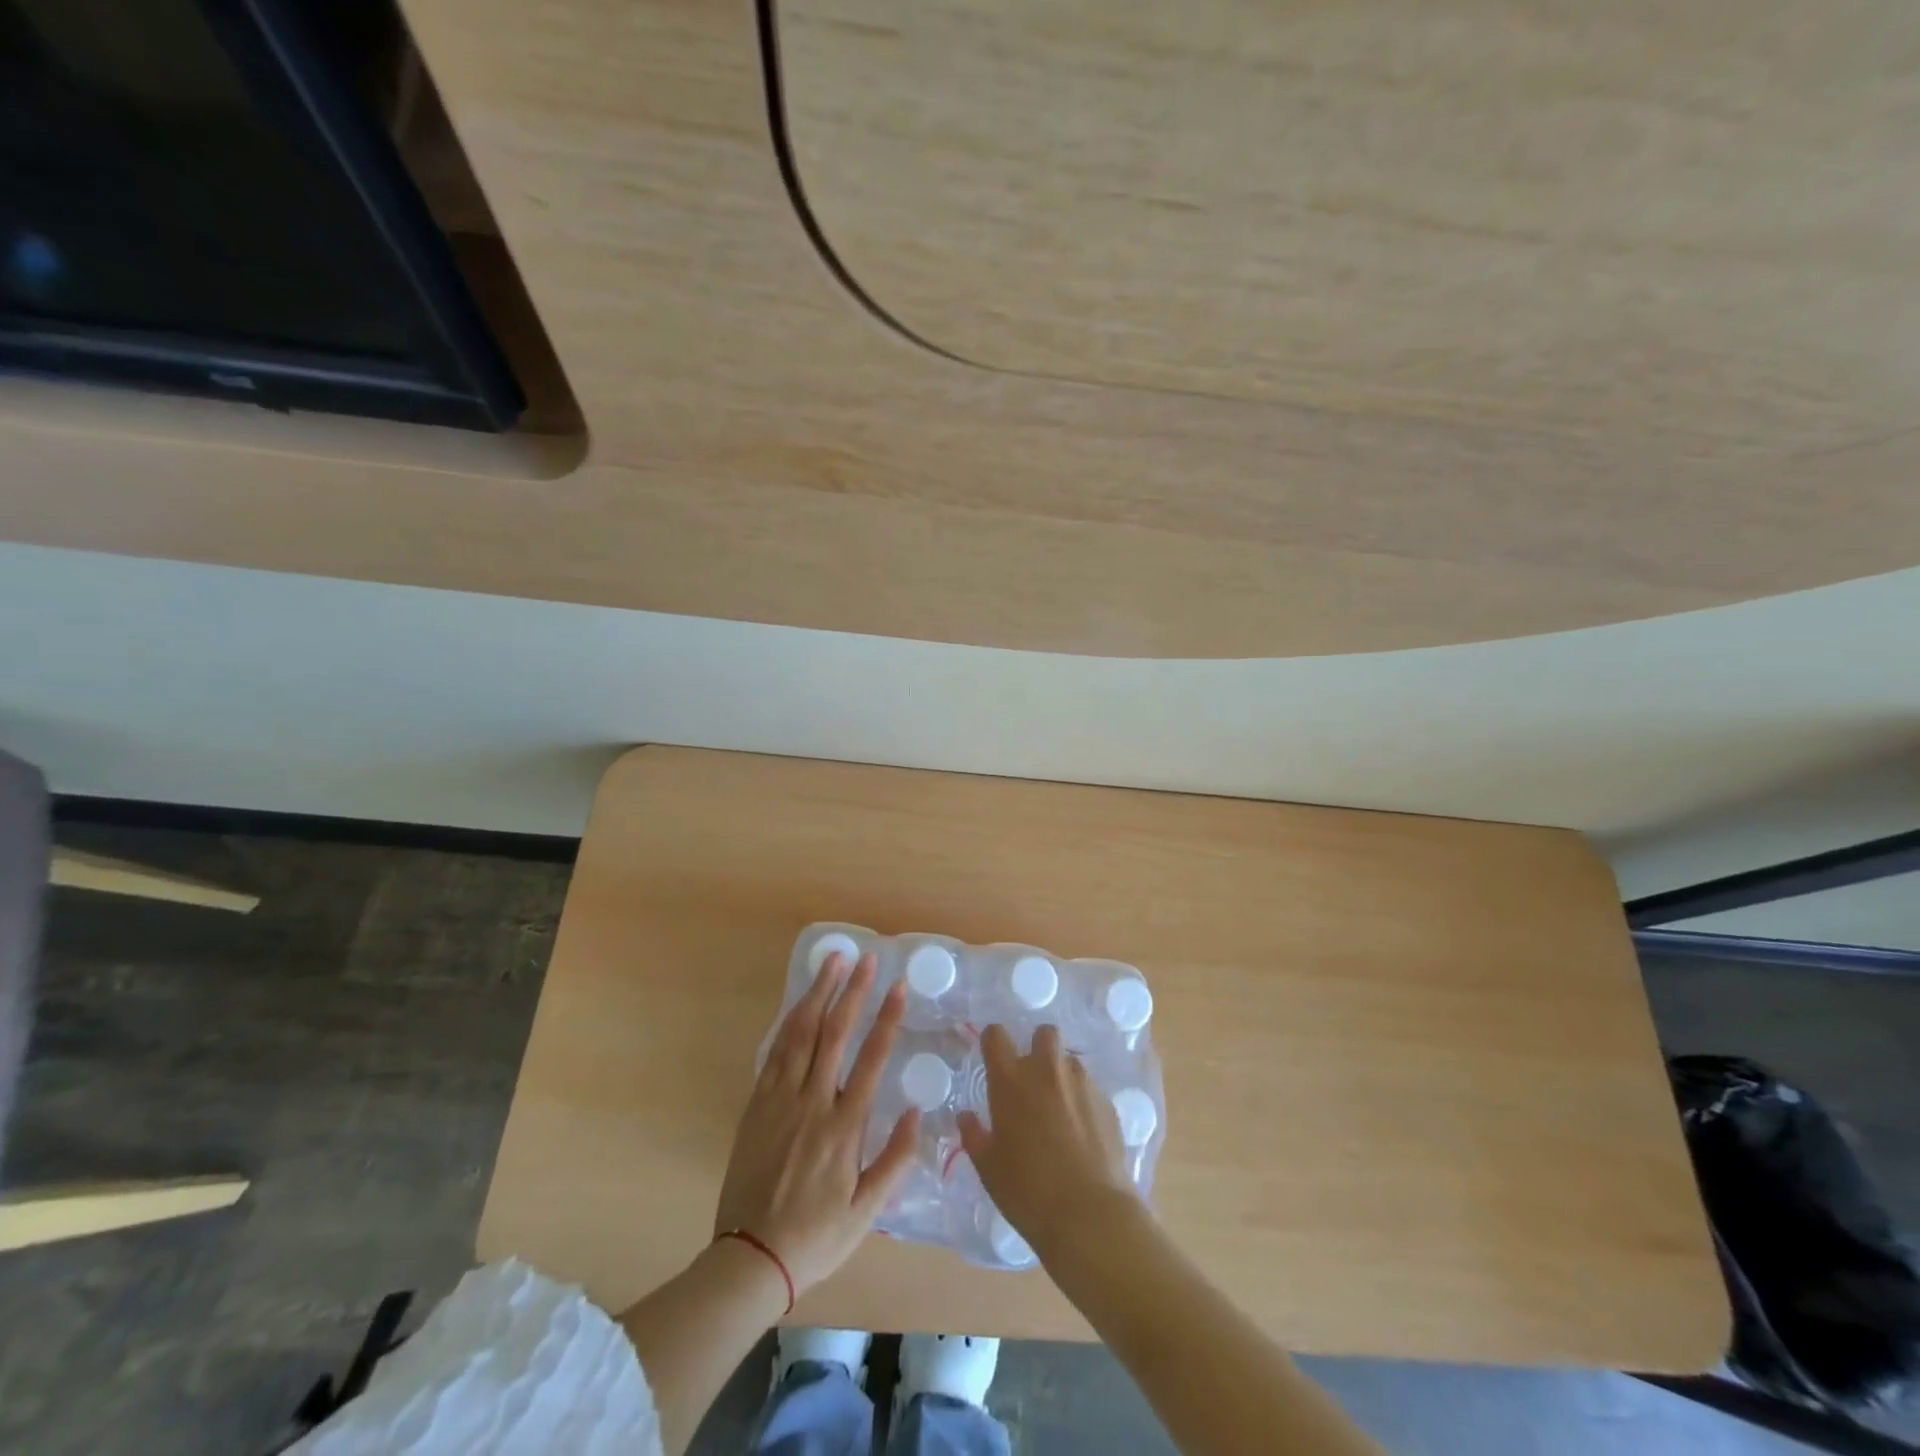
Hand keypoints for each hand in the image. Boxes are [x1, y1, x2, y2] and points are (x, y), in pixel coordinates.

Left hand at [713, 952, 918, 1295]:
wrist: (751, 1258)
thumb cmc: (817, 1236)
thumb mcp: (868, 1211)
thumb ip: (895, 1160)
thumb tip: (918, 1112)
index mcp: (844, 1127)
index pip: (871, 1059)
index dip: (886, 1018)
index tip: (898, 987)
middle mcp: (813, 1103)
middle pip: (834, 1034)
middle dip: (852, 991)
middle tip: (864, 958)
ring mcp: (780, 1101)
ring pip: (800, 1034)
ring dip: (818, 995)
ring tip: (831, 963)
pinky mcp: (757, 1105)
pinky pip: (775, 1053)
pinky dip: (789, 1023)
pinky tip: (799, 1003)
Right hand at [958, 1023, 1139, 1258]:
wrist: (1090, 1214)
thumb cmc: (1027, 1190)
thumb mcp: (989, 1167)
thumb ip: (974, 1135)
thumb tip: (966, 1116)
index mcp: (1011, 1080)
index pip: (996, 1035)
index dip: (993, 1041)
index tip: (993, 1056)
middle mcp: (1047, 1070)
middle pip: (1044, 1033)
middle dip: (1037, 1047)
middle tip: (1032, 1080)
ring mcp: (1081, 1083)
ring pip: (1070, 1061)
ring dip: (1062, 1075)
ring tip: (1059, 1110)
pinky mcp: (1107, 1103)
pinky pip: (1091, 1089)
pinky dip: (1083, 1101)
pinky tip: (1082, 1132)